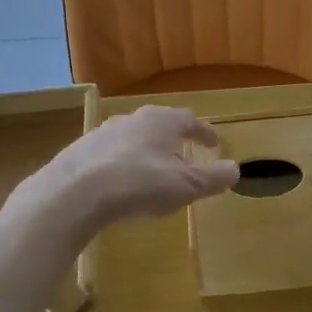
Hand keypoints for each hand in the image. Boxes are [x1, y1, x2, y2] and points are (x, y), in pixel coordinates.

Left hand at [17, 104, 238, 239]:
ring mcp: (102, 133)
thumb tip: (235, 169)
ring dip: (145, 152)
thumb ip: (212, 177)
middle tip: (183, 155)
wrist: (76, 192)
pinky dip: (121, 165)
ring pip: (132, 139)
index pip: (189, 120)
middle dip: (173, 140)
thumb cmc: (140, 183)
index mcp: (161, 121)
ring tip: (152, 171)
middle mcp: (132, 119)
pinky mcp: (80, 152)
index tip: (213, 143)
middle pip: (159, 125)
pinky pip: (109, 156)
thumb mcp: (186, 185)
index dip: (203, 132)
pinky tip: (120, 184)